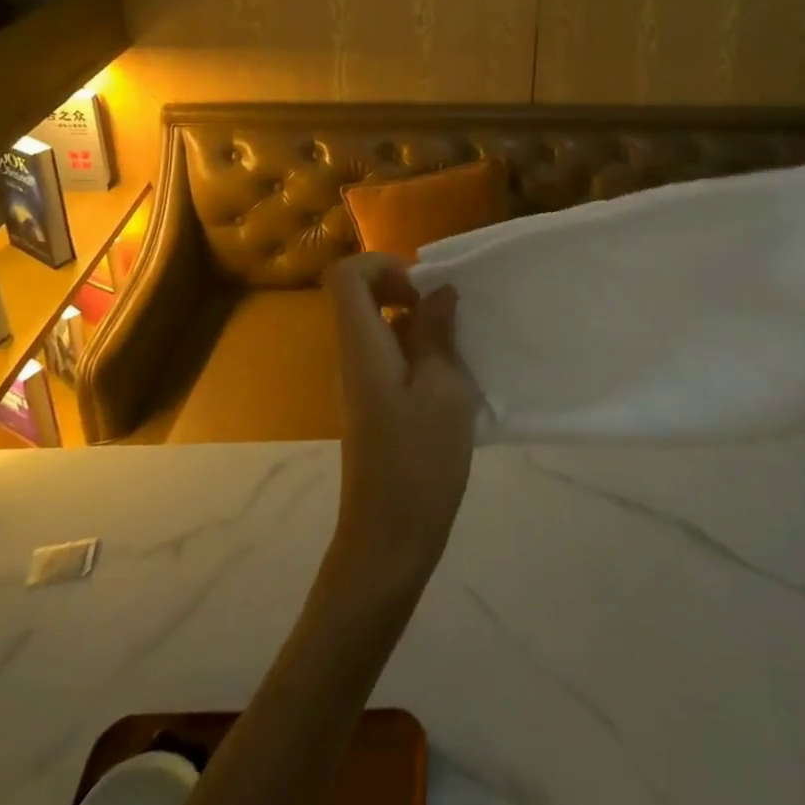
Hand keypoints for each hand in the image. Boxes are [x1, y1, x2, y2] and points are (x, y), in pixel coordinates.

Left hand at [325, 253, 478, 590]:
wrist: (389, 539)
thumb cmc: (419, 460)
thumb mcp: (443, 389)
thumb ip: (437, 334)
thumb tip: (438, 292)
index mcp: (362, 345)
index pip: (346, 276)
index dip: (382, 265)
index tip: (423, 289)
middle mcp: (353, 356)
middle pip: (362, 297)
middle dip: (407, 291)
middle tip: (448, 315)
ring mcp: (361, 382)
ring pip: (380, 327)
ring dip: (419, 326)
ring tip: (458, 351)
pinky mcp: (374, 405)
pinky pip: (389, 356)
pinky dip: (419, 354)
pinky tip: (452, 382)